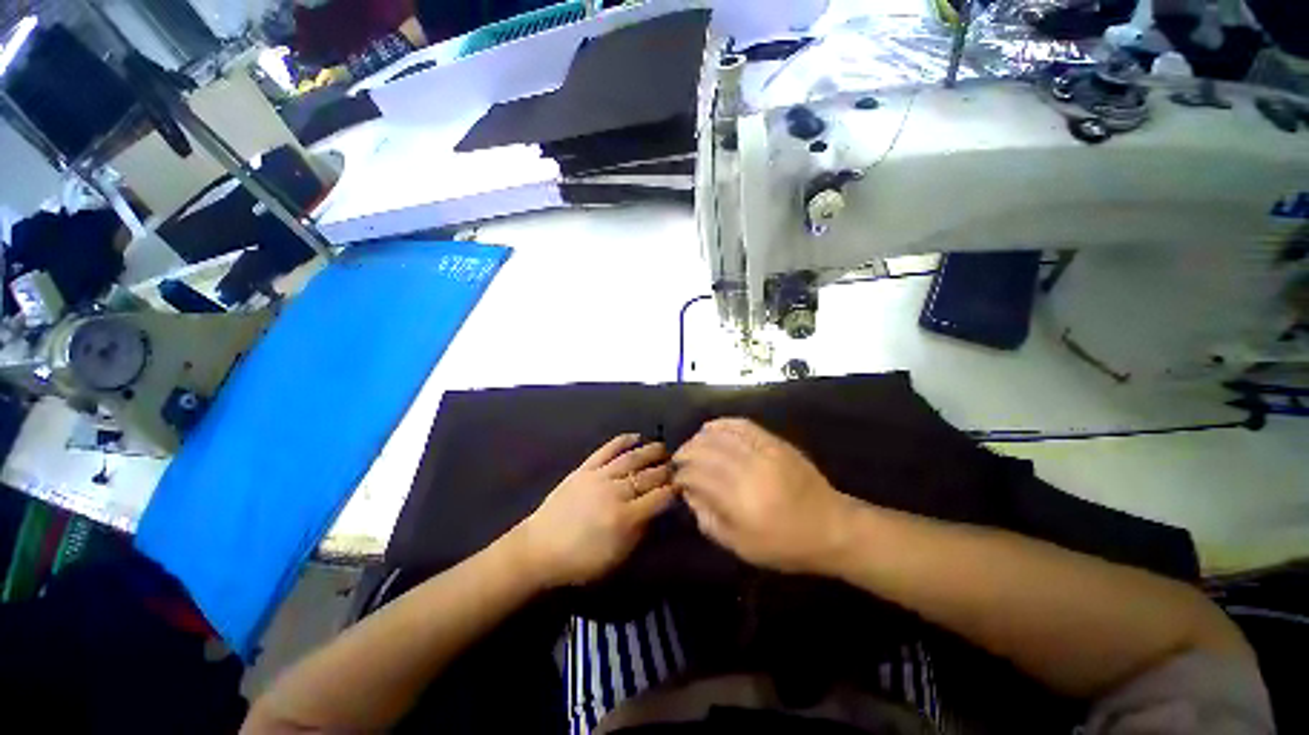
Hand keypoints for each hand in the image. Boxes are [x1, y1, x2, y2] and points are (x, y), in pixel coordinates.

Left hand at [513, 434, 676, 587]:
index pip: (659, 498)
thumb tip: (658, 510)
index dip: (674, 490)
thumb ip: (640, 532)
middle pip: (648, 476)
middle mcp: (615, 492)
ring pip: (631, 459)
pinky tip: (635, 436)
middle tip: (678, 465)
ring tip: (663, 447)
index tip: (683, 485)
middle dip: (666, 470)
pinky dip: (622, 441)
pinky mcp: (584, 468)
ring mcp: (598, 477)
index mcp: (624, 518)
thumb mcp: (616, 557)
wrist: (539, 550)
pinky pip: (606, 450)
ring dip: (650, 451)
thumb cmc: (581, 561)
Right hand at [673, 419, 852, 574]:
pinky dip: (723, 424)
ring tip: (692, 444)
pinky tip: (711, 428)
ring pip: (721, 435)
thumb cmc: (785, 545)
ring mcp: (764, 452)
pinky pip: (743, 425)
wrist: (832, 527)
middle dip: (686, 452)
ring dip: (700, 438)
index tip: (677, 479)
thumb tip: (689, 495)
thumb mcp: (742, 547)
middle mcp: (749, 471)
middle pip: (706, 451)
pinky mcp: (775, 442)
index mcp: (740, 502)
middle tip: (679, 459)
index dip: (682, 475)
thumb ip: (709, 520)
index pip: (698, 476)